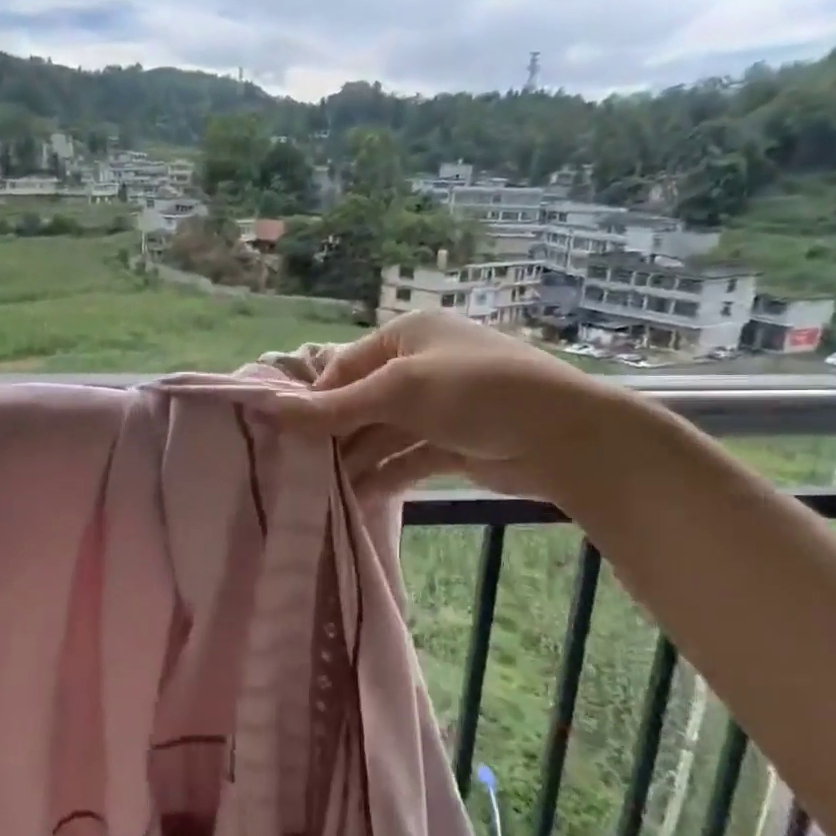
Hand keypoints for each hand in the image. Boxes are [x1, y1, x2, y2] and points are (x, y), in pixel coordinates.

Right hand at [276, 311, 629, 499]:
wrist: (564, 436)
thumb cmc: (476, 393)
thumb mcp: (400, 392)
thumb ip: (336, 407)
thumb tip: (271, 410)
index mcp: (407, 337)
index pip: (344, 367)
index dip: (315, 401)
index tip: (286, 437)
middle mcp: (419, 367)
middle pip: (361, 402)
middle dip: (335, 436)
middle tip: (299, 470)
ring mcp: (438, 408)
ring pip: (383, 434)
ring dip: (357, 461)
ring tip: (323, 493)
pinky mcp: (453, 444)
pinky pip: (407, 458)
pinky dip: (384, 476)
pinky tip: (359, 498)